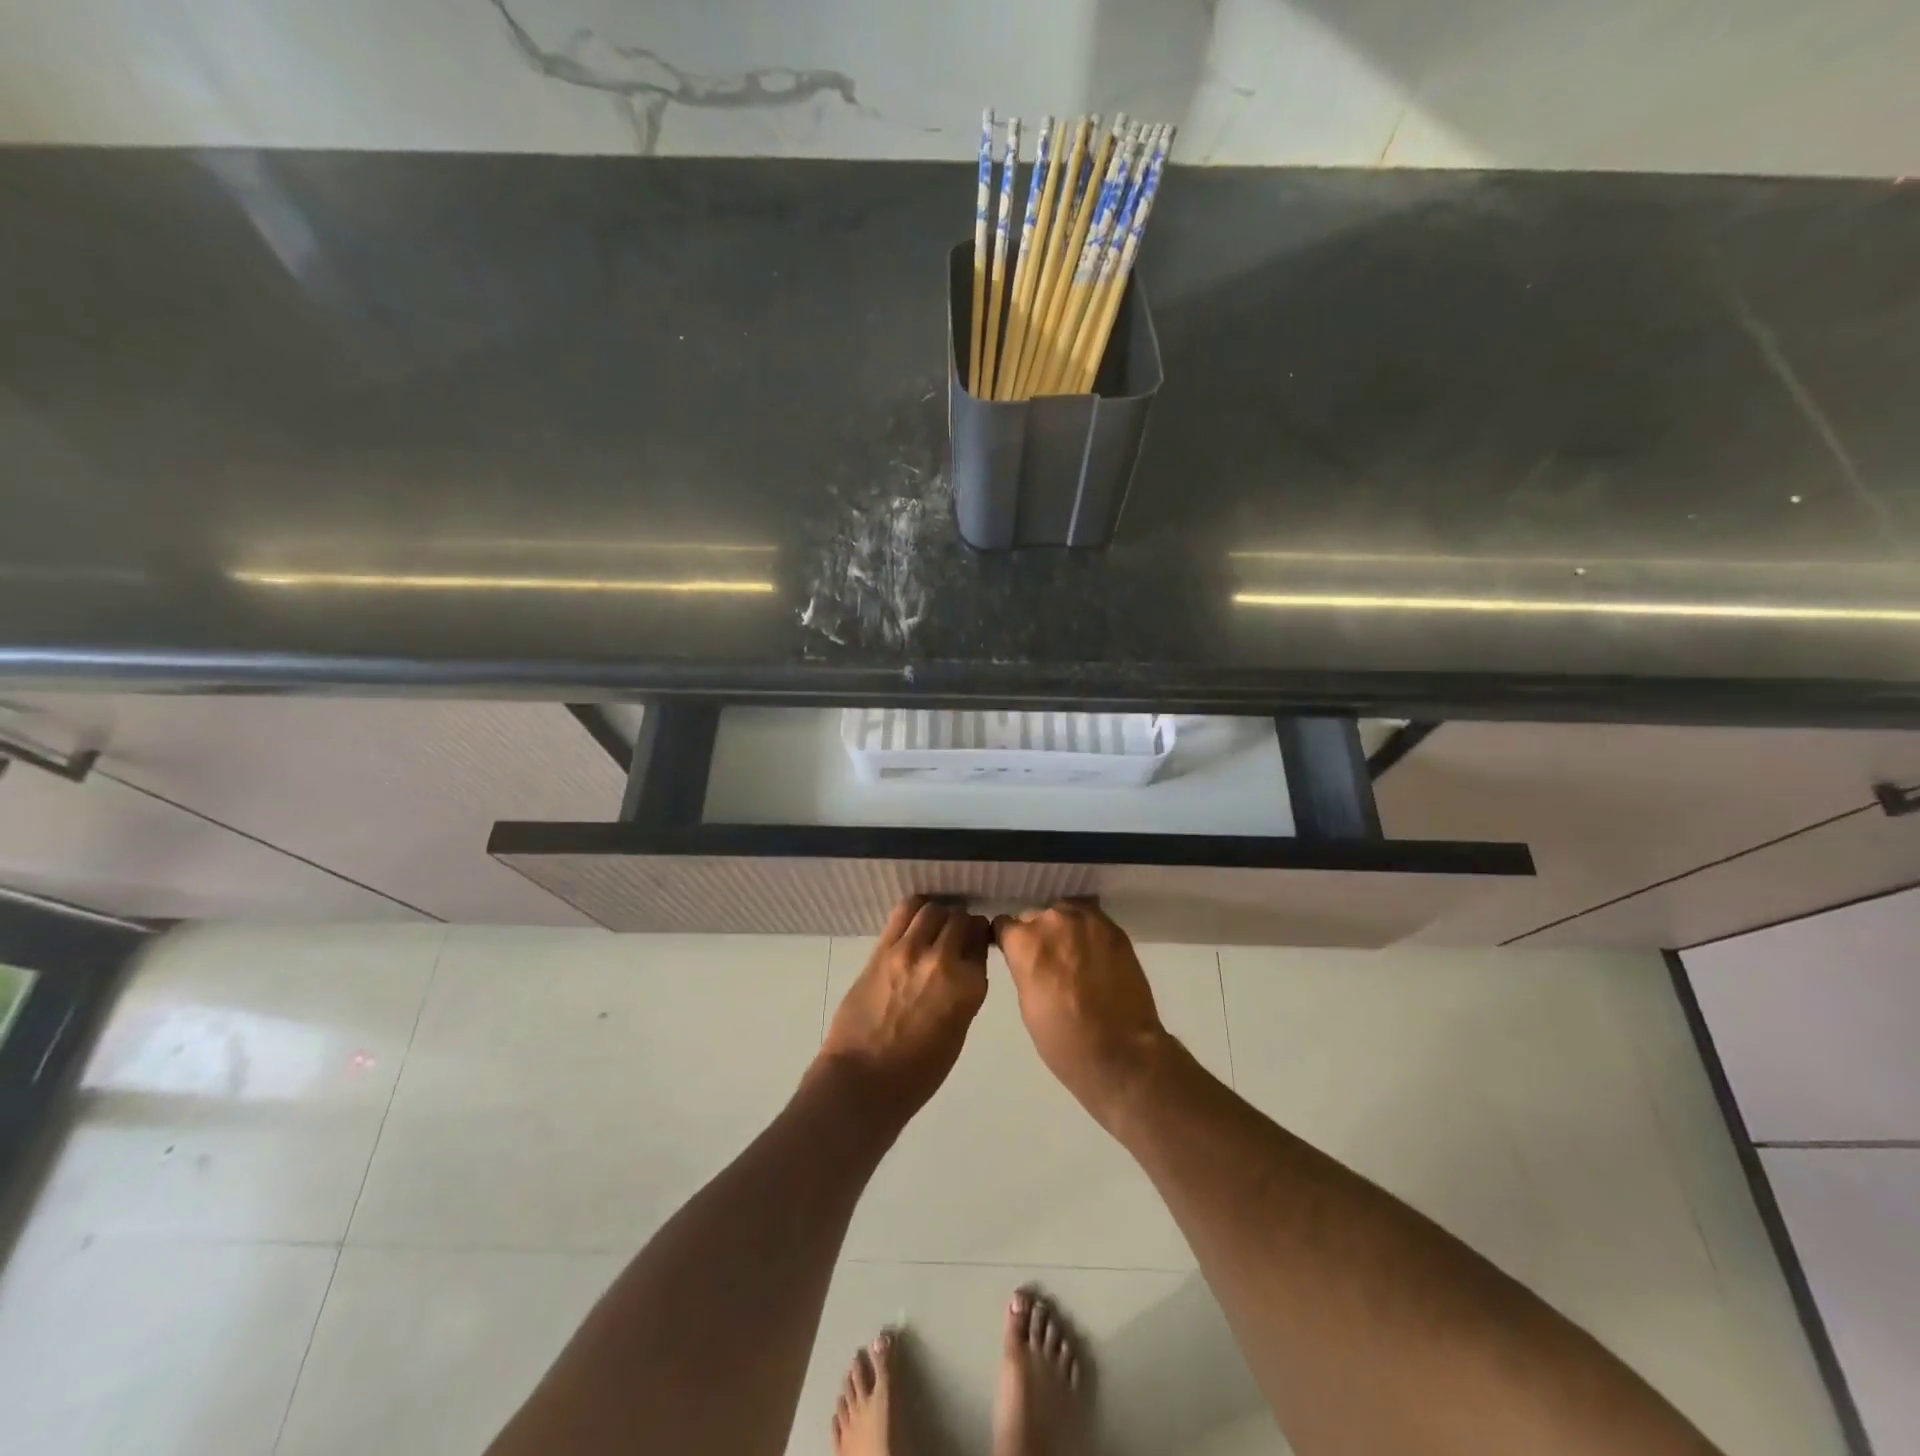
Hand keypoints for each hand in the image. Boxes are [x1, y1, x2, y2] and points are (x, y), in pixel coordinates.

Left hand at [818, 896, 991, 1120]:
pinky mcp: (882, 949)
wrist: (864, 1081)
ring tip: (933, 926)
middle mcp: (944, 960)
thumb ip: (965, 992)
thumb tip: (963, 966)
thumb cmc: (918, 1072)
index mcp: (970, 985)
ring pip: (933, 909)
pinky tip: (915, 919)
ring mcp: (910, 950)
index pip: (981, 941)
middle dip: (961, 923)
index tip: (974, 941)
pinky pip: (904, 911)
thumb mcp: (958, 1032)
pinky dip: (915, 909)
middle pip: (960, 919)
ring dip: (939, 914)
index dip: (978, 938)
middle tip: (954, 933)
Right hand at [992, 901, 1170, 1126]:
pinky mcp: (1114, 928)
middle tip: (1051, 961)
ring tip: (1076, 955)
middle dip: (1039, 935)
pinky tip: (1096, 953)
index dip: (1010, 940)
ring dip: (1065, 929)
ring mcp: (1087, 921)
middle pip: (1036, 916)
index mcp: (1024, 942)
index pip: (1004, 925)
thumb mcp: (1027, 1002)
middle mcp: (1052, 921)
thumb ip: (1024, 967)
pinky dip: (1090, 932)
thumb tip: (1028, 957)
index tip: (1017, 954)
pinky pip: (1092, 919)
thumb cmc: (1064, 1039)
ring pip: (1066, 913)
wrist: (1122, 1052)